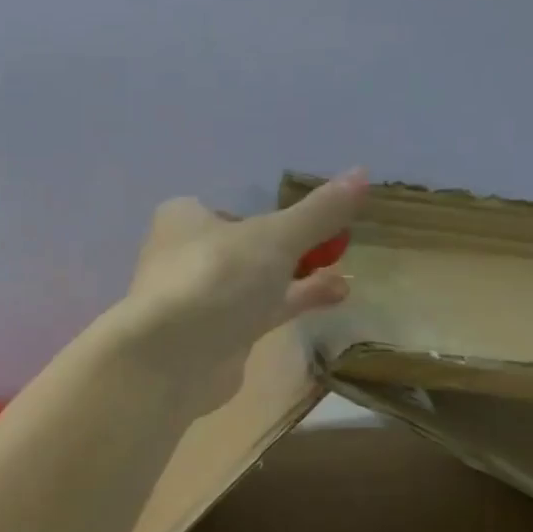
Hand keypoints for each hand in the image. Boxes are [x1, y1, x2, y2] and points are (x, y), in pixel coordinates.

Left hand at [120, 169, 365, 410]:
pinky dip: (290, 305)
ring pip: (253, 284)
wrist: (171, 358)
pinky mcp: (211, 338)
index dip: (270, 215)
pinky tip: (330, 299)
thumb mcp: (275, 237)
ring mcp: (197, 301)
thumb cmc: (216, 278)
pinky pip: (256, 314)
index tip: (315, 220)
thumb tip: (362, 173)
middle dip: (291, 250)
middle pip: (246, 248)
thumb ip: (319, 212)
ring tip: (345, 280)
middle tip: (337, 247)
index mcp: (184, 219)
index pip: (231, 209)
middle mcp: (185, 256)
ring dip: (298, 280)